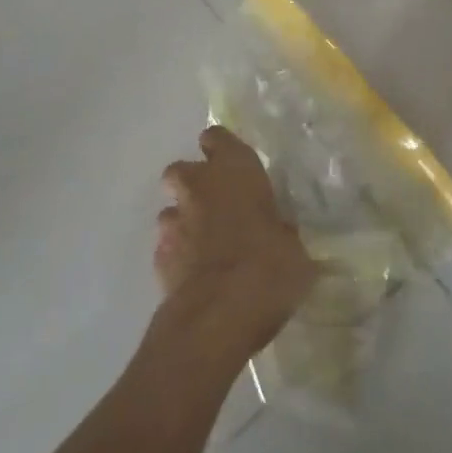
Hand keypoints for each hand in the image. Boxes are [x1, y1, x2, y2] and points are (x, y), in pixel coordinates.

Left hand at [156, 127, 316, 363]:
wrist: (219, 314)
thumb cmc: (270, 267)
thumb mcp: (293, 247)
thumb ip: (280, 231)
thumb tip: (281, 234)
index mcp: (236, 171)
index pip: (217, 138)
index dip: (221, 149)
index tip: (232, 164)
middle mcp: (199, 187)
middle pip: (182, 170)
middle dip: (193, 183)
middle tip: (215, 204)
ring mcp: (174, 222)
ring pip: (171, 210)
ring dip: (184, 221)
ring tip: (205, 245)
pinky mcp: (158, 258)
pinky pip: (167, 247)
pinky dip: (178, 255)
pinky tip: (195, 274)